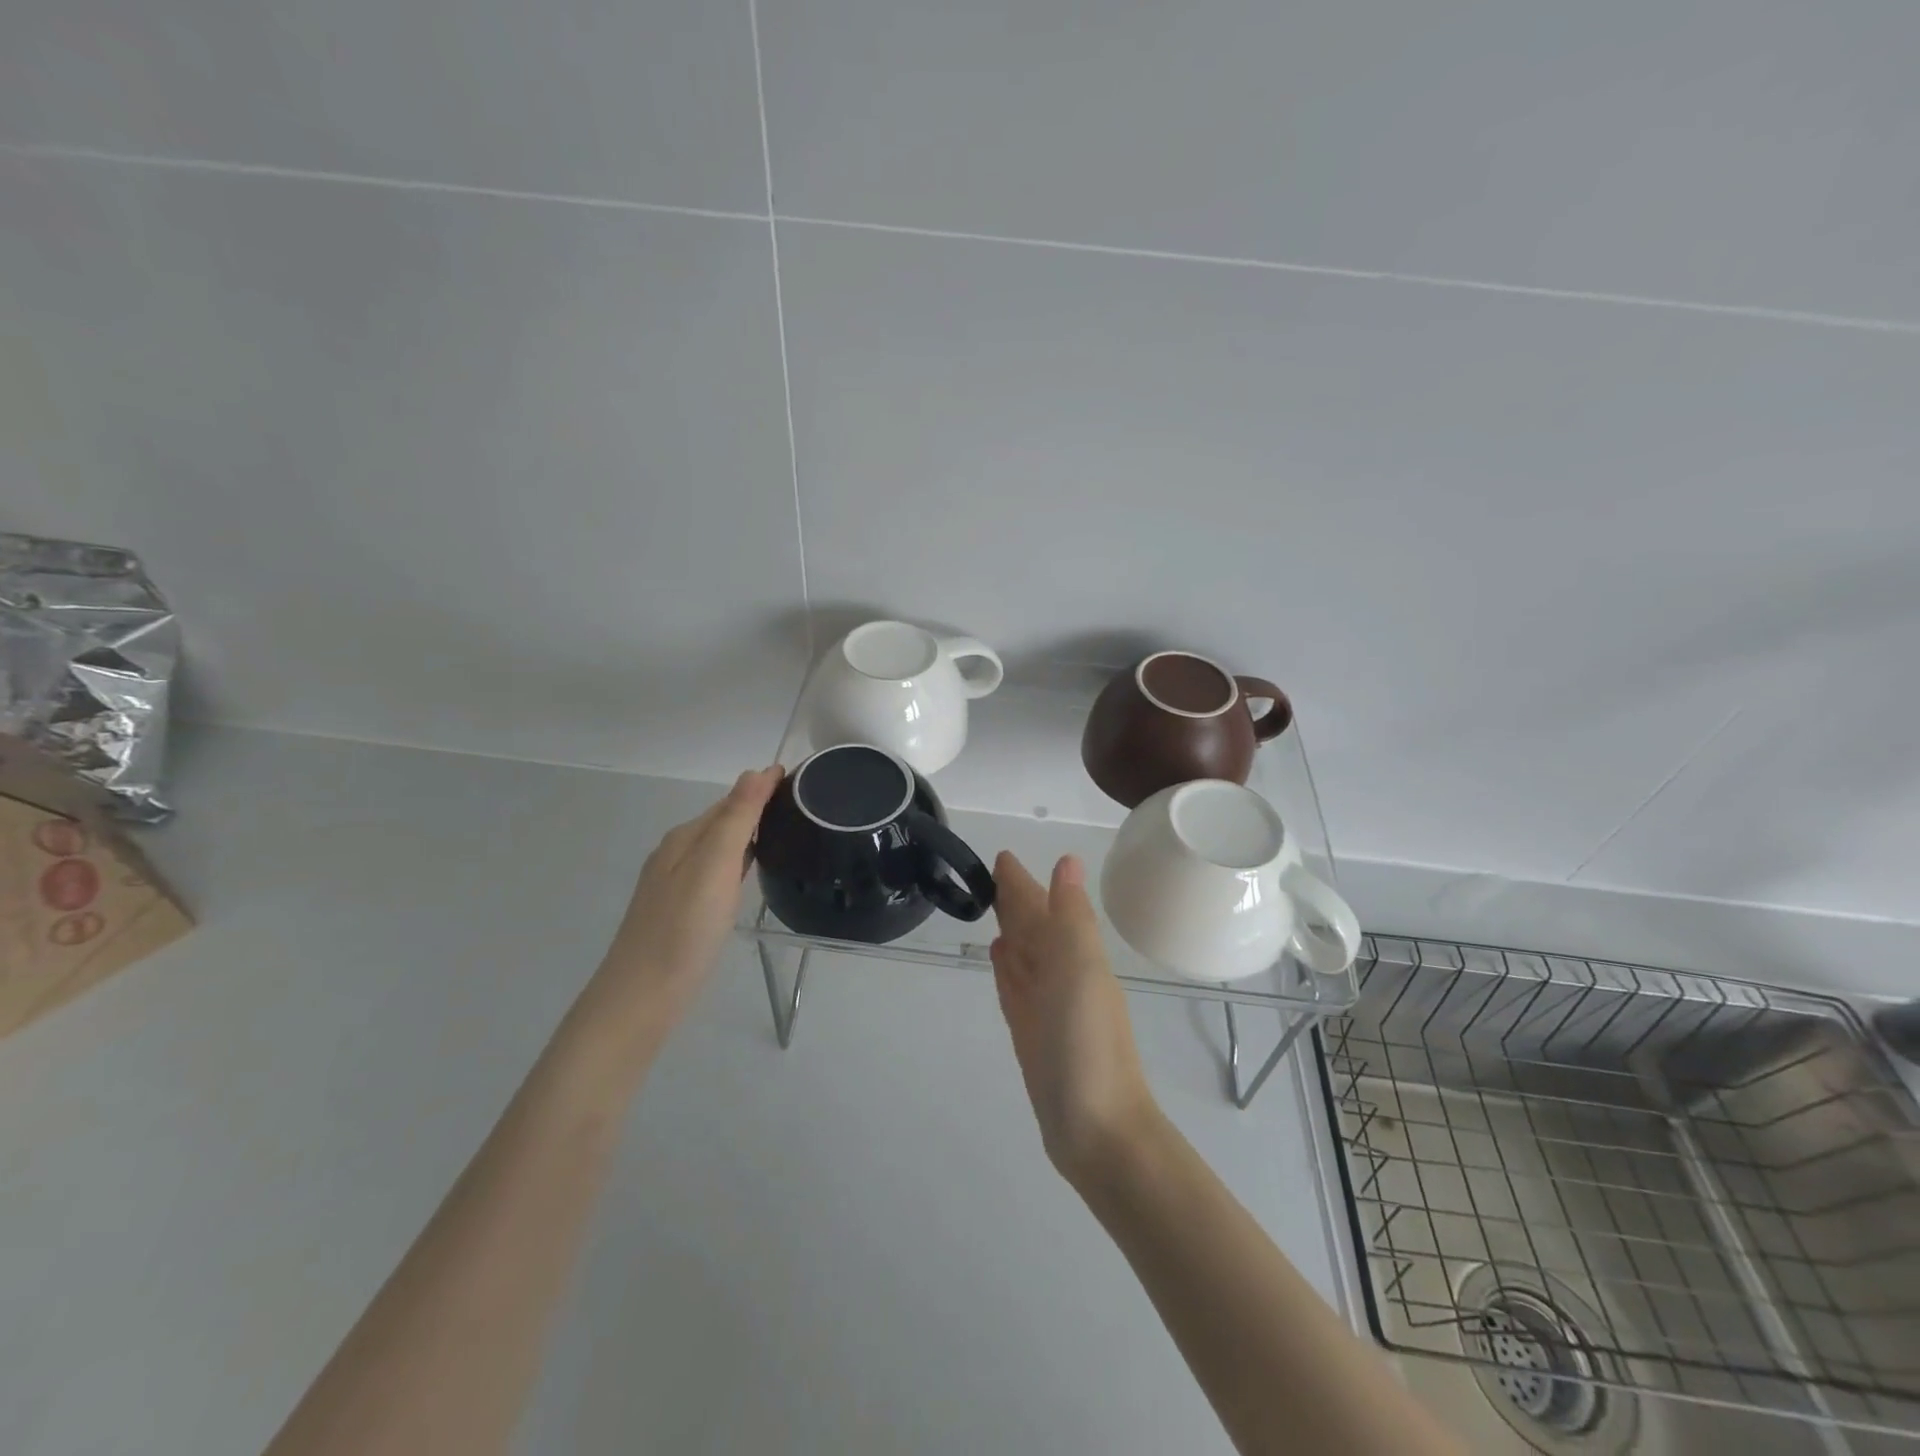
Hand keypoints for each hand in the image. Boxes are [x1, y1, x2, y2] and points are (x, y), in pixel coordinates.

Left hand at [579, 766, 782, 1056]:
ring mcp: (676, 884)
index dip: (763, 787)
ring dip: (749, 833)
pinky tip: (752, 873)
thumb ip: (736, 819)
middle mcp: (677, 854)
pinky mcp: (682, 911)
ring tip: (787, 831)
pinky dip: (739, 861)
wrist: (642, 997)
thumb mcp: (713, 866)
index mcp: (685, 838)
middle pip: (723, 820)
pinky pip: (717, 871)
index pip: (732, 799)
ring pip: (720, 847)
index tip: (801, 778)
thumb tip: (756, 771)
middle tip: (803, 803)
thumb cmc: (683, 928)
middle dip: (758, 806)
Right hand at [991, 851, 1160, 1186]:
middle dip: (1015, 901)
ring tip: (993, 907)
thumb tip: (1067, 861)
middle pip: (1033, 928)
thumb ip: (1070, 917)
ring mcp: (1046, 1006)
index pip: (1043, 906)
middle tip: (990, 874)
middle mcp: (1062, 975)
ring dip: (1012, 930)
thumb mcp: (1080, 971)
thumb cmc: (1088, 1045)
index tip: (1002, 857)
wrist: (1098, 1131)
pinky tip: (1000, 956)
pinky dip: (1007, 968)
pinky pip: (1015, 987)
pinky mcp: (1031, 1034)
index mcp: (1075, 955)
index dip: (1023, 883)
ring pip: (1024, 955)